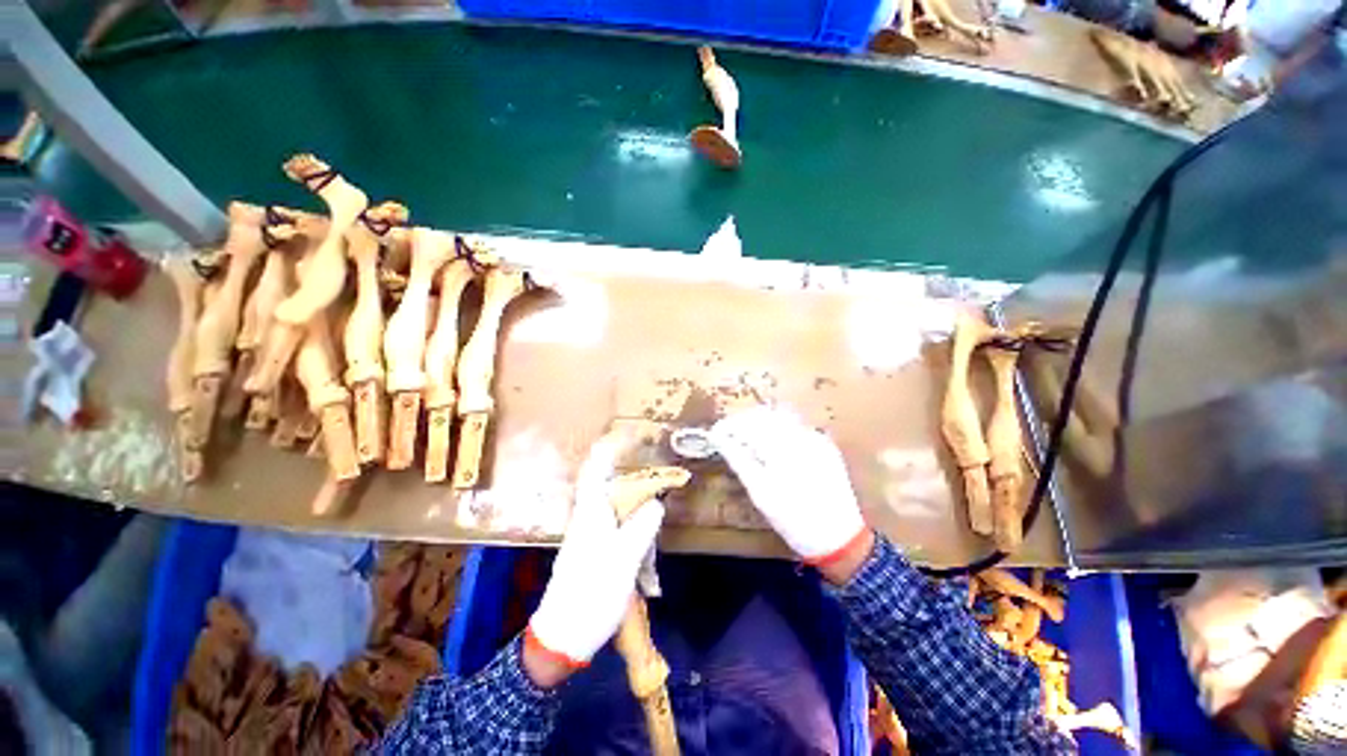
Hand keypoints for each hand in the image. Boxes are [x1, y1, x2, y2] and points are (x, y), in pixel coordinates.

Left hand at [527, 434, 665, 675]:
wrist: (563, 635)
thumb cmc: (592, 593)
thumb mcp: (624, 558)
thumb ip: (642, 525)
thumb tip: (656, 503)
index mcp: (591, 512)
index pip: (595, 468)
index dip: (611, 447)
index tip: (631, 433)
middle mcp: (588, 516)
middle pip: (608, 482)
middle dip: (629, 470)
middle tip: (655, 469)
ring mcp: (590, 533)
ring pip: (614, 503)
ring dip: (633, 497)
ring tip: (656, 498)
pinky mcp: (594, 549)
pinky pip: (616, 523)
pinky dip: (632, 519)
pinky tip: (645, 531)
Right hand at [709, 407, 868, 570]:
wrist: (840, 538)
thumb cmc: (793, 519)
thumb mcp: (760, 492)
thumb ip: (738, 459)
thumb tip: (718, 437)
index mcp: (783, 446)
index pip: (749, 422)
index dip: (729, 425)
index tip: (716, 433)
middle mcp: (802, 434)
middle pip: (765, 414)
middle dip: (744, 422)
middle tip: (729, 437)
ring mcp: (817, 438)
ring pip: (781, 417)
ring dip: (760, 424)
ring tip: (747, 441)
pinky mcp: (825, 445)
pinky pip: (796, 427)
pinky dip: (779, 431)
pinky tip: (773, 448)